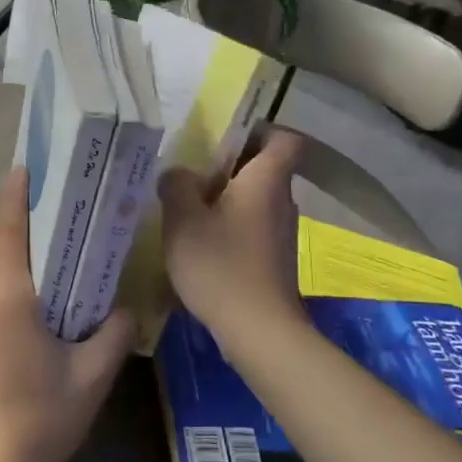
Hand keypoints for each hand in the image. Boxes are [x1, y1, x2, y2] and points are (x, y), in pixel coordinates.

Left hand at [0, 168, 133, 461]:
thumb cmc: (41, 421)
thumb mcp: (91, 377)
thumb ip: (114, 333)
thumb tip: (125, 309)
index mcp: (7, 296)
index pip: (9, 229)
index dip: (16, 196)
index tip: (22, 170)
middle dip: (9, 230)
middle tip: (37, 226)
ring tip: (23, 282)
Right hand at [158, 128, 305, 347]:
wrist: (258, 331)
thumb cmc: (220, 265)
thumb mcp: (182, 219)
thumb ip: (177, 186)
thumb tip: (180, 174)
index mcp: (266, 180)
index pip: (284, 139)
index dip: (259, 131)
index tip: (225, 138)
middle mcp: (282, 201)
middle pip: (263, 169)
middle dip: (229, 168)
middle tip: (190, 175)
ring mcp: (282, 233)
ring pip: (255, 200)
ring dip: (226, 200)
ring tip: (188, 210)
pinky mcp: (275, 259)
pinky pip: (252, 227)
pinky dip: (230, 227)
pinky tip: (201, 244)